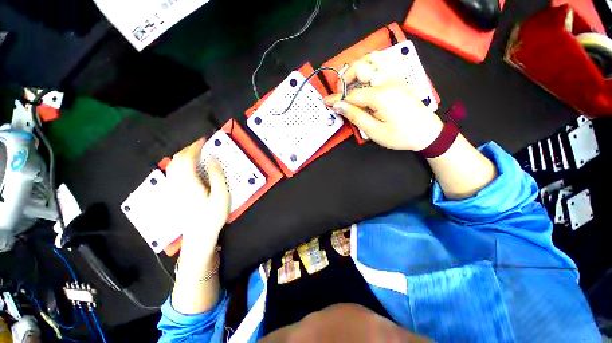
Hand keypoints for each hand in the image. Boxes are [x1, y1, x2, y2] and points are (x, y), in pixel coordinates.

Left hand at [165, 138, 229, 252]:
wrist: (198, 236)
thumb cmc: (212, 216)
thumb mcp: (221, 195)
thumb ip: (217, 176)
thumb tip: (213, 159)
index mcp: (189, 182)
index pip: (188, 158)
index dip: (195, 147)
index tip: (204, 140)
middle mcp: (178, 183)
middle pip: (178, 160)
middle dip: (188, 149)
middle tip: (201, 145)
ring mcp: (174, 189)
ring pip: (173, 166)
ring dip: (183, 155)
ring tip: (194, 152)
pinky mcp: (174, 194)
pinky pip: (173, 173)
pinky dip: (179, 164)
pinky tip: (187, 166)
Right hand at [324, 52, 442, 150]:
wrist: (427, 133)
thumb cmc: (400, 136)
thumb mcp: (375, 131)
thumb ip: (356, 116)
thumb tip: (338, 106)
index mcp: (380, 96)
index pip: (351, 95)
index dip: (337, 99)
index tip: (326, 102)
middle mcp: (387, 81)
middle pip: (361, 67)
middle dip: (345, 78)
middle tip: (340, 94)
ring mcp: (395, 77)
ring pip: (373, 59)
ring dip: (357, 68)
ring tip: (350, 83)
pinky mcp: (399, 79)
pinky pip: (383, 63)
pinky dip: (370, 66)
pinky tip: (365, 77)